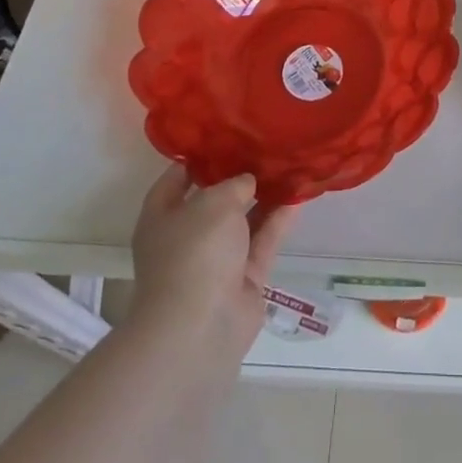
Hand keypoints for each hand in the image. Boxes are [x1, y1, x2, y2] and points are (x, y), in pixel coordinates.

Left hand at [126, 165, 298, 357]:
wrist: (201, 326)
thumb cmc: (194, 252)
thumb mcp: (214, 202)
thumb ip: (234, 184)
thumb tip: (247, 182)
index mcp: (162, 216)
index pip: (177, 178)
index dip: (199, 156)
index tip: (227, 135)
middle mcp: (187, 236)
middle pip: (215, 199)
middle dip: (238, 176)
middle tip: (265, 147)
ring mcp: (216, 260)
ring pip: (243, 220)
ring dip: (264, 197)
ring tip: (289, 166)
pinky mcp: (244, 278)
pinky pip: (262, 240)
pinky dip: (278, 220)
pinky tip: (299, 196)